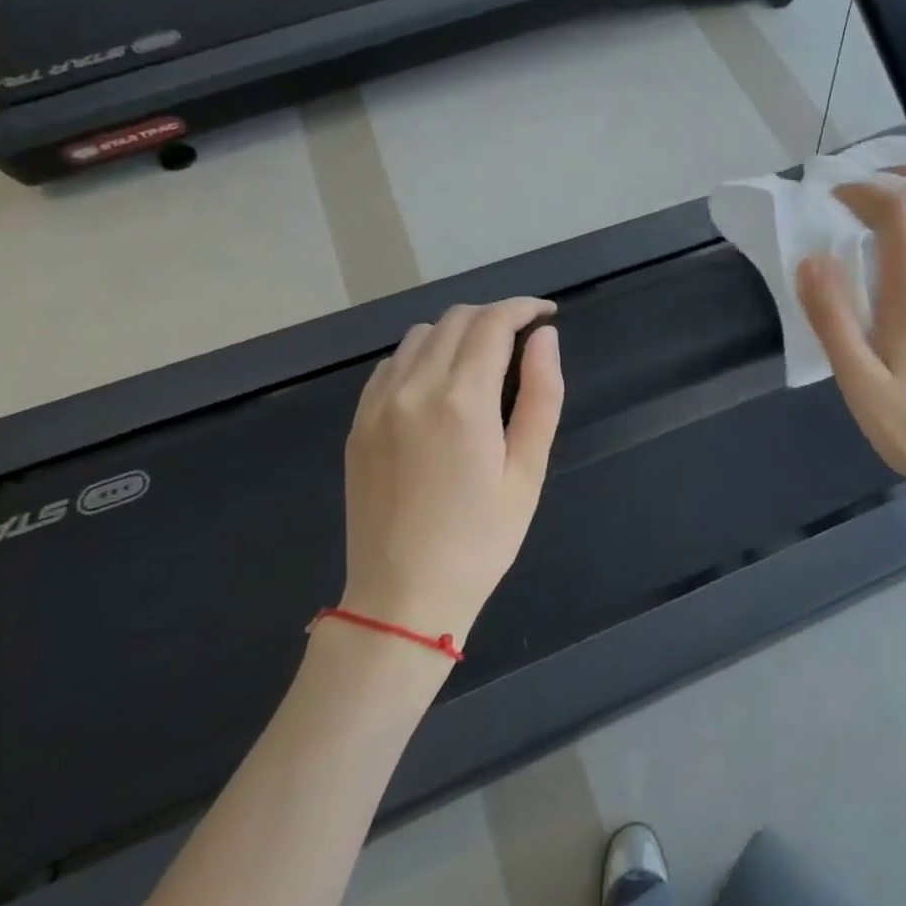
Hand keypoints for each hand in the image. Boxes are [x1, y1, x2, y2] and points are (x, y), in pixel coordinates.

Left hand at [342, 299, 562, 643]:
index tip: (547, 314)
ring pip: (420, 335)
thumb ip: (541, 395)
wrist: (402, 597)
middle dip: (495, 315)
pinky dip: (423, 354)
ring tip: (486, 357)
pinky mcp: (358, 423)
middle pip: (456, 319)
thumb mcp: (528, 472)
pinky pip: (391, 364)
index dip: (524, 308)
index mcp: (461, 400)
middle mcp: (413, 388)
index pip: (492, 323)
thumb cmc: (481, 540)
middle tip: (524, 337)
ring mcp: (377, 404)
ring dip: (458, 331)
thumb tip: (545, 338)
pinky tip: (441, 381)